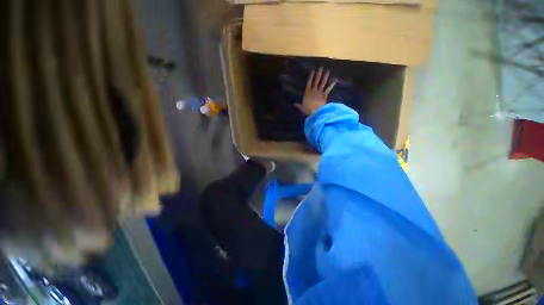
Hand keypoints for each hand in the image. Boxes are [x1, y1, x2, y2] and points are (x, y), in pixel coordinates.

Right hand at [295, 67, 335, 115]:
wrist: (316, 111)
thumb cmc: (308, 109)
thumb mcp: (302, 107)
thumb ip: (298, 105)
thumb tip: (294, 104)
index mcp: (307, 92)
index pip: (309, 82)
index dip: (311, 76)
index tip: (313, 70)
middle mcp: (314, 90)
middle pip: (316, 80)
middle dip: (319, 74)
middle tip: (321, 67)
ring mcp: (320, 92)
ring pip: (322, 83)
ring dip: (325, 77)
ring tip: (327, 71)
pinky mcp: (324, 95)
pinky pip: (328, 89)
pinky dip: (331, 84)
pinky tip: (335, 80)